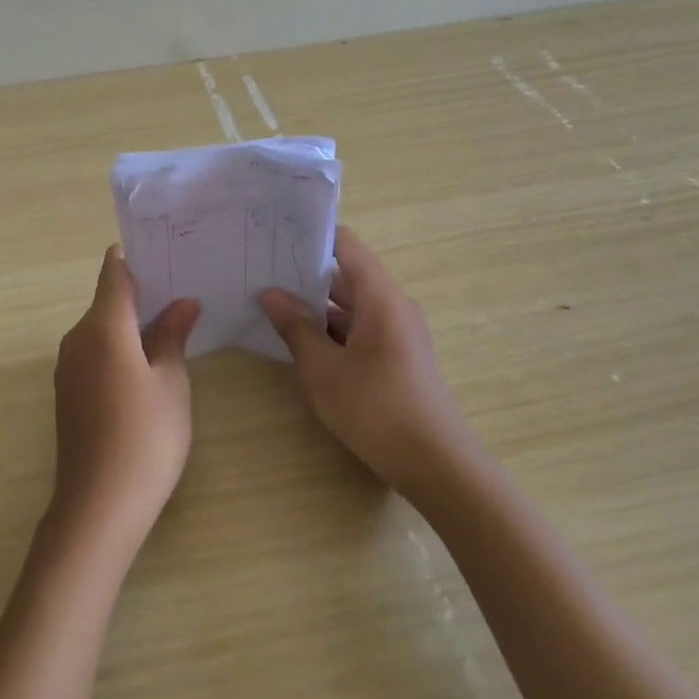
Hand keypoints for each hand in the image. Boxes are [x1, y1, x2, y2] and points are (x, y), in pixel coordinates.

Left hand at [50, 246, 200, 550]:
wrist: (98, 506)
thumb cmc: (145, 436)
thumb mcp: (171, 381)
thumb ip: (172, 335)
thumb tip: (182, 303)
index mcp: (102, 326)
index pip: (115, 273)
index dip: (136, 257)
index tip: (166, 251)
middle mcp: (77, 338)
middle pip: (108, 300)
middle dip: (142, 292)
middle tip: (184, 289)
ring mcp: (68, 367)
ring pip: (102, 329)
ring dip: (132, 323)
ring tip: (174, 323)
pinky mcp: (68, 393)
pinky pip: (95, 353)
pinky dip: (119, 348)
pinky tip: (148, 363)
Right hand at [259, 226, 476, 494]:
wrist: (436, 464)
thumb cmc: (376, 408)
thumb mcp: (324, 369)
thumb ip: (296, 327)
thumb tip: (270, 293)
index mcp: (380, 297)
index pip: (347, 245)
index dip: (313, 235)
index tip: (276, 234)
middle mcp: (393, 306)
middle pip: (347, 275)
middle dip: (305, 274)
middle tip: (262, 271)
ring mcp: (398, 333)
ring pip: (351, 306)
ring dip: (317, 307)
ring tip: (272, 305)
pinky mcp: (397, 357)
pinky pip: (360, 329)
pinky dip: (332, 330)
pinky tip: (301, 342)